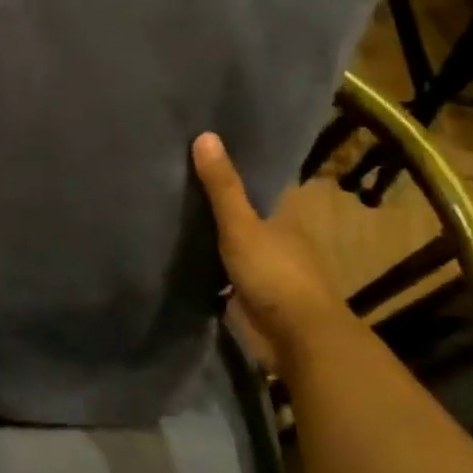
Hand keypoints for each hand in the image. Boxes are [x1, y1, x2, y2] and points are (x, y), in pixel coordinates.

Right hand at [191, 132, 350, 365]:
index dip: (237, 172)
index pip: (261, 187)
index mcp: (284, 218)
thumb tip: (205, 134)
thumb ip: (222, 187)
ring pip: (238, 246)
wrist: (298, 338)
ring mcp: (269, 272)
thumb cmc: (275, 274)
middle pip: (248, 216)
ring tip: (174, 219)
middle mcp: (280, 241)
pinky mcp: (255, 299)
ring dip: (215, 239)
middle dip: (221, 206)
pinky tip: (185, 261)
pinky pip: (228, 275)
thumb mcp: (242, 226)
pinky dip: (212, 268)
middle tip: (178, 186)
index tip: (206, 157)